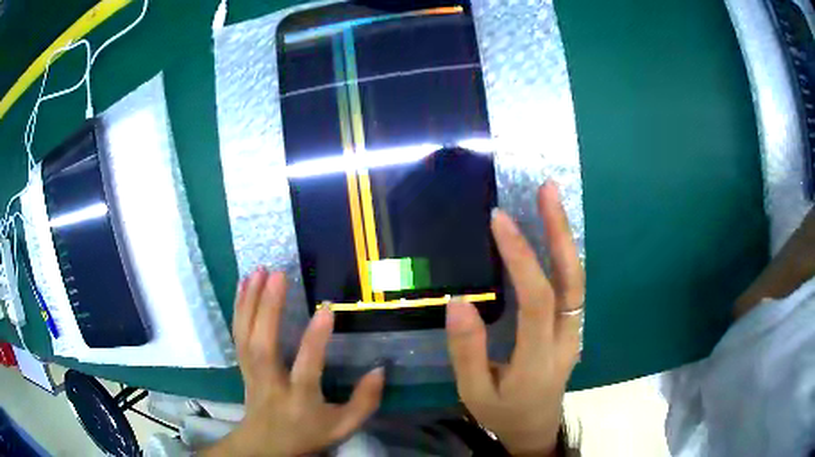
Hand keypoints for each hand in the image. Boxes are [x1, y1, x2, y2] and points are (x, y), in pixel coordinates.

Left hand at [203, 270, 384, 455]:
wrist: (265, 445)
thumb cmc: (307, 434)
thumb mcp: (343, 427)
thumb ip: (364, 402)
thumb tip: (380, 369)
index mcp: (299, 401)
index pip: (306, 370)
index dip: (315, 341)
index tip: (326, 310)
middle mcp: (271, 384)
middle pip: (264, 346)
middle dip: (268, 309)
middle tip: (277, 274)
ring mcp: (252, 373)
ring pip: (245, 336)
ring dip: (249, 302)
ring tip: (258, 271)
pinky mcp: (243, 366)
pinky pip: (237, 335)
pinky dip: (239, 308)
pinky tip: (243, 286)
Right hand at [446, 182, 584, 455]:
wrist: (535, 427)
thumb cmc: (502, 411)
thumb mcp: (474, 393)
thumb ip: (467, 351)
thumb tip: (458, 301)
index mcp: (538, 360)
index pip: (537, 302)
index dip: (521, 258)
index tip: (498, 221)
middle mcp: (565, 340)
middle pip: (571, 281)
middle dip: (560, 232)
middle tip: (547, 189)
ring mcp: (574, 331)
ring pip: (577, 279)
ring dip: (565, 236)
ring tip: (550, 198)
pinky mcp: (572, 326)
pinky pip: (572, 285)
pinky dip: (564, 253)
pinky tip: (552, 230)